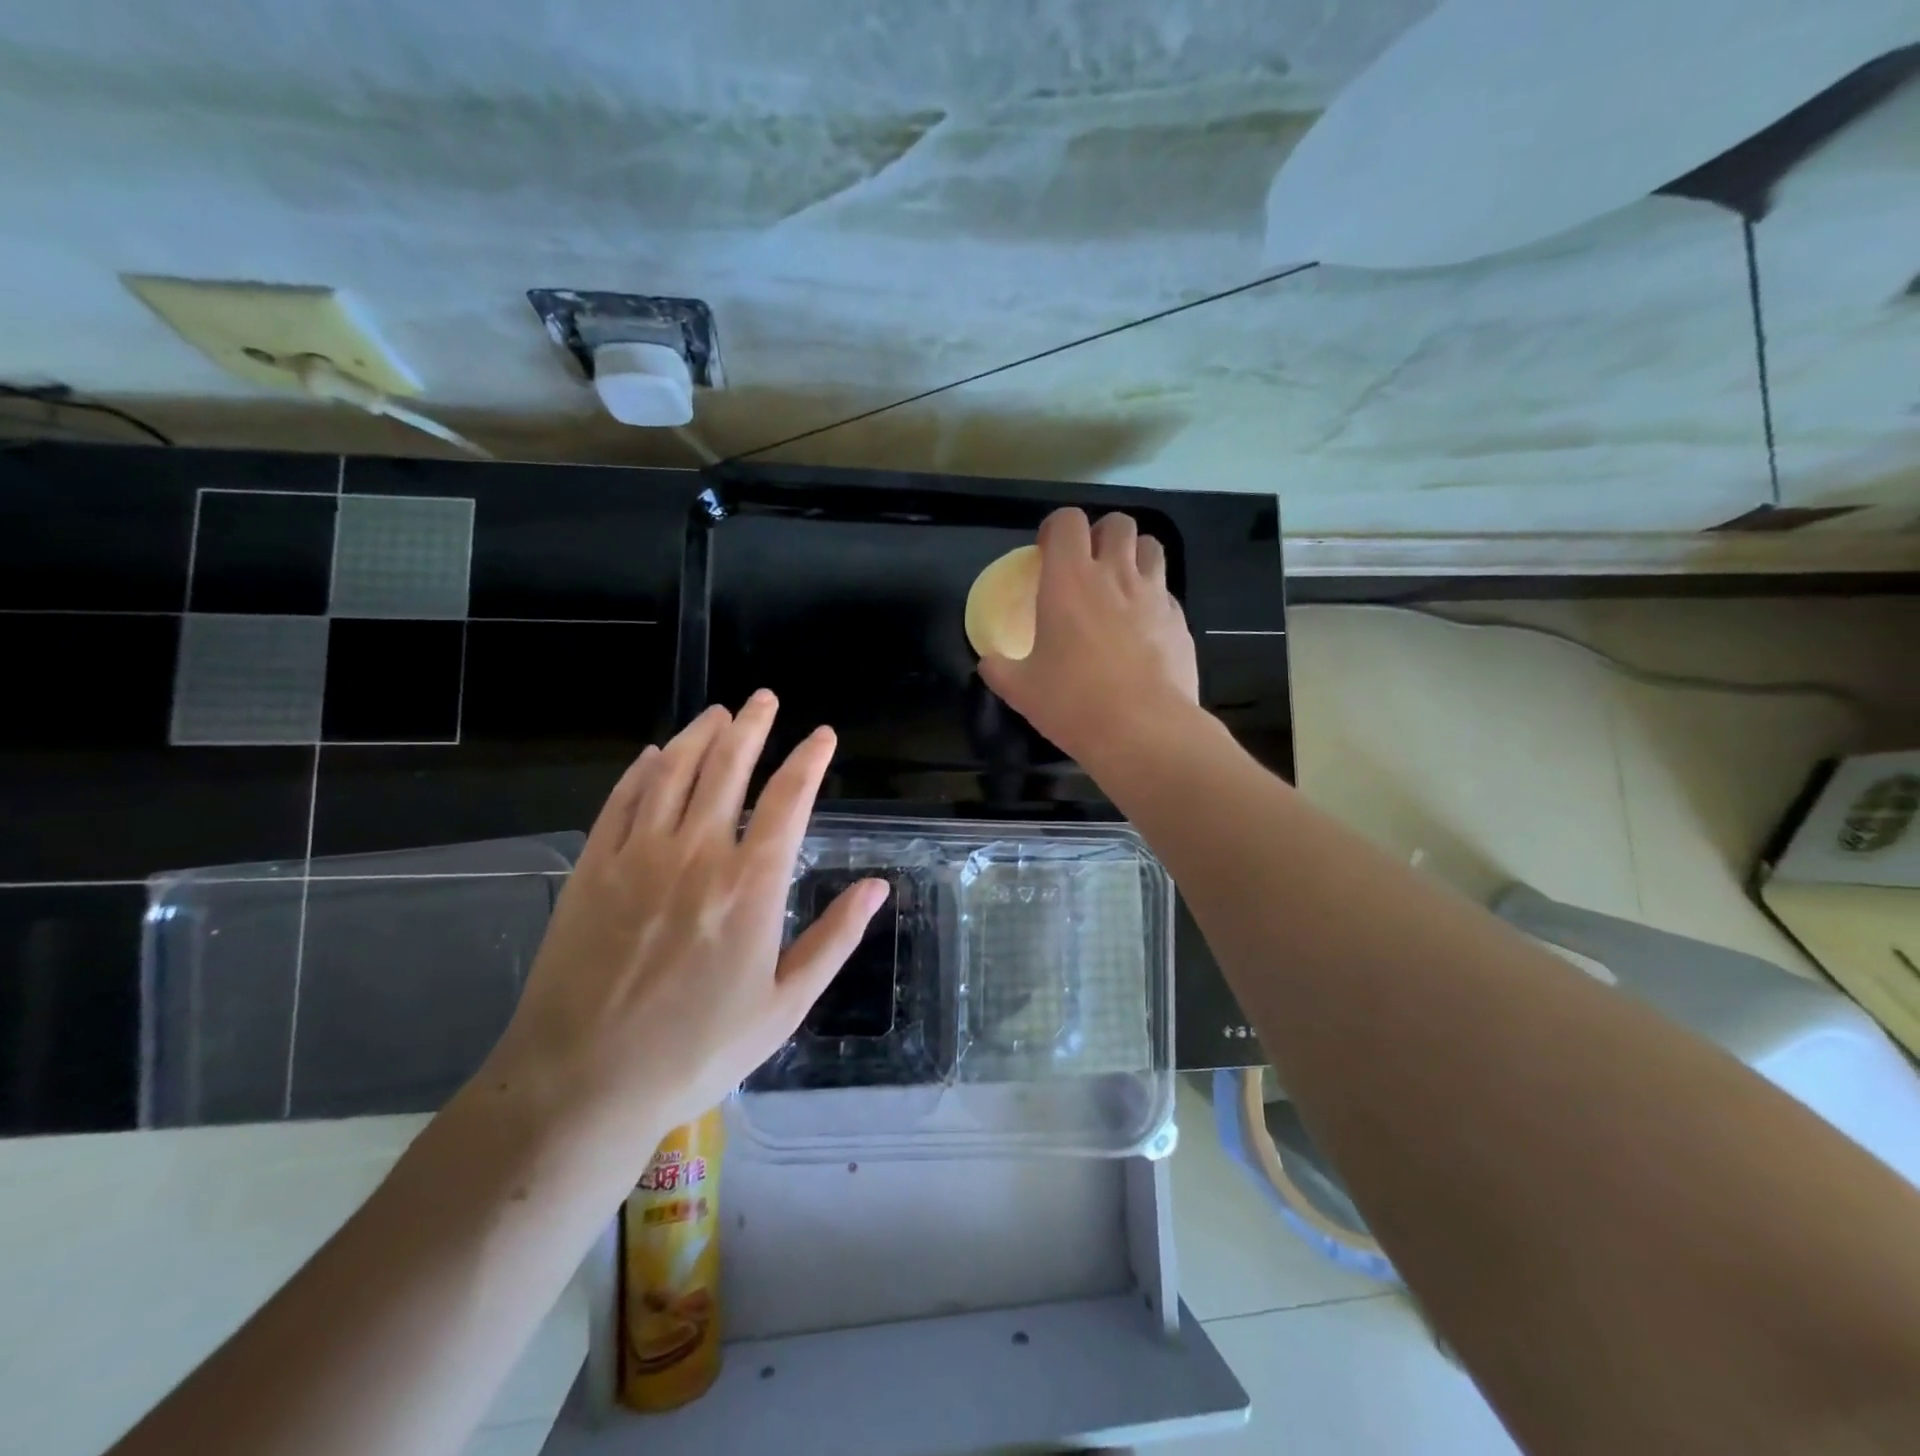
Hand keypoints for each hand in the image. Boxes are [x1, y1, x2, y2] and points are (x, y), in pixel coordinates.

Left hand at [482, 692, 887, 1147]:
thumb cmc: (698, 1050)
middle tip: (765, 699)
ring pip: (673, 772)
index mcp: (751, 885)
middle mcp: (697, 853)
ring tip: (719, 713)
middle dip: (753, 727)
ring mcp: (638, 856)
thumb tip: (877, 887)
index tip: (822, 735)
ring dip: (700, 735)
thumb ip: (835, 938)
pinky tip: (654, 754)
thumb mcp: (785, 1005)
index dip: (809, 759)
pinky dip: (642, 770)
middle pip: (728, 768)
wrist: (584, 1084)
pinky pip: (621, 801)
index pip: (790, 799)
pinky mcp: (592, 868)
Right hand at [979, 507, 1199, 762]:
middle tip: (1088, 564)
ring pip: (1151, 547)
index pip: (1068, 521)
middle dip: (1101, 534)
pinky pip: (1166, 592)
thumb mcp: (1021, 690)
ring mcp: (1154, 595)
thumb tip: (988, 662)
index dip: (1056, 528)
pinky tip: (1142, 628)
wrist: (1144, 731)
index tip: (1047, 553)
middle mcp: (1115, 575)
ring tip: (1120, 584)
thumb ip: (999, 668)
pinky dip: (1153, 597)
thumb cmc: (1073, 703)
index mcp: (1069, 580)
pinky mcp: (1180, 620)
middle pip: (1118, 523)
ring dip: (1134, 555)